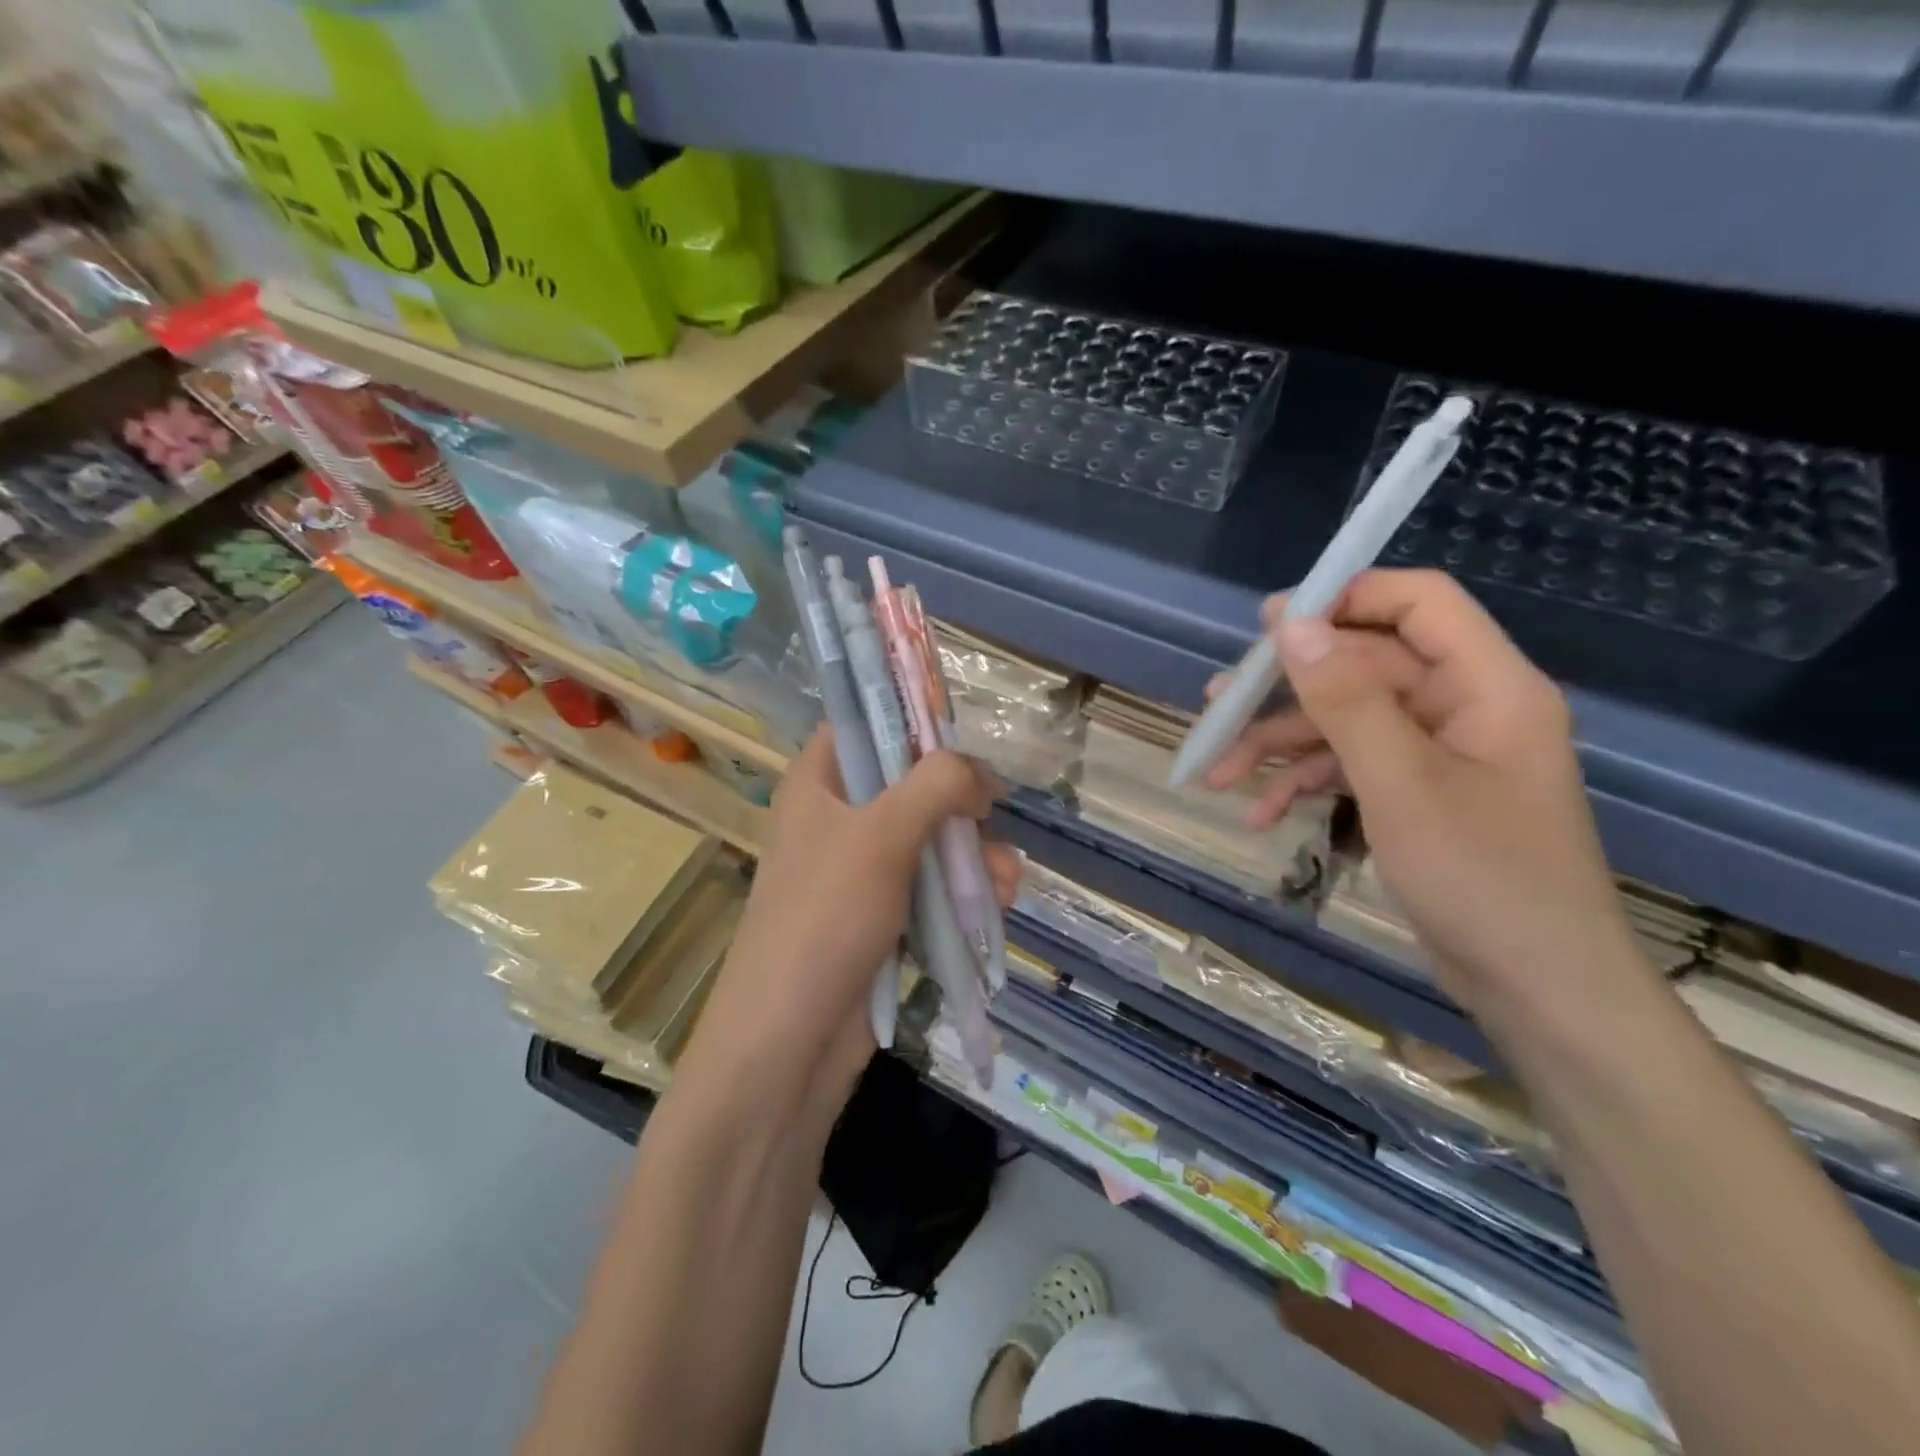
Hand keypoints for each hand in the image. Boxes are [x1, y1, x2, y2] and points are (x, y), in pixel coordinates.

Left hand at [676, 729, 1020, 1106]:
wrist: (788, 1045)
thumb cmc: (824, 920)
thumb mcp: (881, 835)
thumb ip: (937, 785)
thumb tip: (981, 776)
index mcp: (818, 784)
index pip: (862, 724)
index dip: (909, 718)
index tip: (959, 731)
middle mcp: (838, 820)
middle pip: (910, 783)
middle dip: (960, 801)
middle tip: (992, 814)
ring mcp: (862, 873)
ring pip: (931, 840)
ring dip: (973, 853)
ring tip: (1004, 879)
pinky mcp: (884, 919)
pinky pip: (933, 888)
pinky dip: (965, 891)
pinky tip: (998, 902)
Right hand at [1205, 569, 1640, 1009]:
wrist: (1539, 990)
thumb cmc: (1483, 879)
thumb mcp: (1403, 784)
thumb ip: (1347, 701)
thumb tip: (1292, 627)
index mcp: (1486, 686)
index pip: (1419, 604)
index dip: (1346, 599)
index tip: (1271, 624)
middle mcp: (1463, 707)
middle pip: (1363, 668)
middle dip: (1286, 691)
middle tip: (1218, 705)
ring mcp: (1437, 754)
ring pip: (1346, 722)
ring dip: (1280, 746)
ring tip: (1217, 773)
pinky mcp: (1416, 795)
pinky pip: (1351, 767)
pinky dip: (1305, 784)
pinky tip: (1259, 815)